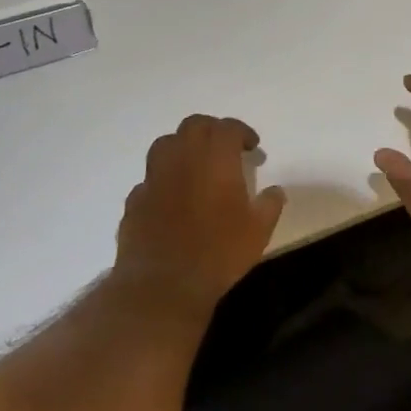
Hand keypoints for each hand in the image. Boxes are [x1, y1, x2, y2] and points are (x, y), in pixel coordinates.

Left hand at [115, 115, 285, 315]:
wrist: (163, 284)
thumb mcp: (259, 231)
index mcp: (215, 159)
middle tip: (225, 148)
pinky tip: (173, 196)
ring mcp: (154, 177)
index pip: (227, 128)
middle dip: (212, 130)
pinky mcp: (135, 199)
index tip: (252, 147)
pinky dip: (164, 178)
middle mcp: (182, 158)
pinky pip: (150, 177)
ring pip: (166, 144)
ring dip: (183, 146)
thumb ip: (269, 205)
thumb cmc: (219, 253)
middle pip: (194, 126)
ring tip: (196, 165)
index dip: (242, 132)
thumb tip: (275, 191)